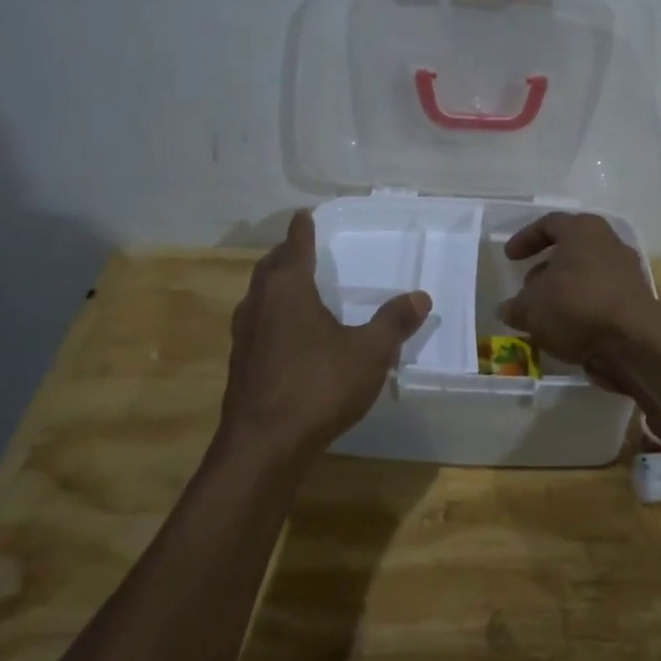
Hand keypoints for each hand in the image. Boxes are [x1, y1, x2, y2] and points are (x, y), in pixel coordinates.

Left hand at [221, 210, 430, 465]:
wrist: (263, 447)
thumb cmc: (317, 386)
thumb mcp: (368, 353)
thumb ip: (394, 323)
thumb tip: (420, 297)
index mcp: (287, 289)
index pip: (295, 245)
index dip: (302, 228)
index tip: (304, 214)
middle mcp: (259, 304)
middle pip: (270, 267)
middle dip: (286, 254)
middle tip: (302, 247)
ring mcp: (244, 336)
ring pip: (258, 296)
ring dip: (275, 285)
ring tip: (296, 287)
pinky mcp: (240, 365)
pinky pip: (257, 324)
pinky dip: (272, 315)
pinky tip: (288, 335)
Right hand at [498, 212, 660, 371]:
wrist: (634, 341)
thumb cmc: (576, 306)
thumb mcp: (531, 308)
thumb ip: (515, 307)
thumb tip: (507, 309)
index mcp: (582, 230)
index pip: (549, 224)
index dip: (525, 238)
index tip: (509, 258)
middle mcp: (608, 244)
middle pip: (571, 249)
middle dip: (546, 268)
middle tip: (527, 287)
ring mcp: (627, 272)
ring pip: (586, 276)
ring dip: (563, 292)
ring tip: (543, 314)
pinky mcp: (636, 301)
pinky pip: (600, 299)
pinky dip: (581, 310)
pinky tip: (565, 330)